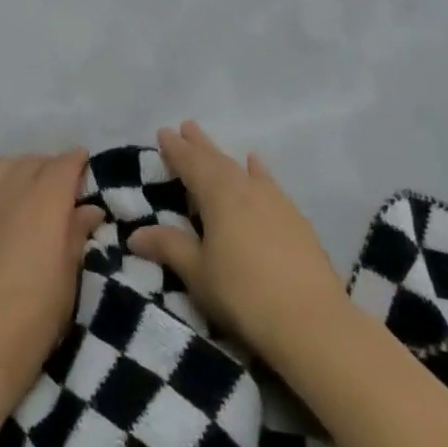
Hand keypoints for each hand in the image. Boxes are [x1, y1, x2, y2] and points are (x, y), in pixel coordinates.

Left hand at [0, 151, 105, 413]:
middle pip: (33, 162)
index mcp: (42, 204)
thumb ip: (76, 236)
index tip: (86, 165)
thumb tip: (88, 208)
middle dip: (52, 167)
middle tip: (64, 188)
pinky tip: (2, 211)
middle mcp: (8, 193)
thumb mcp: (66, 282)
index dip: (77, 161)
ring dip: (23, 170)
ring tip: (31, 192)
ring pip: (4, 166)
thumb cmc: (29, 323)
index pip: (63, 166)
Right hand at [130, 123, 347, 372]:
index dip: (176, 149)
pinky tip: (258, 166)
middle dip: (199, 145)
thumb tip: (136, 234)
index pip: (191, 164)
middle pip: (217, 160)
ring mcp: (275, 201)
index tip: (163, 132)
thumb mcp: (198, 273)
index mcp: (218, 195)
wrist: (311, 320)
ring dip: (225, 157)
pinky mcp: (295, 219)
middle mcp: (246, 188)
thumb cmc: (243, 294)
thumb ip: (169, 247)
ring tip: (214, 146)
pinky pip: (268, 183)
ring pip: (242, 169)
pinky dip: (258, 172)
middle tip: (186, 126)